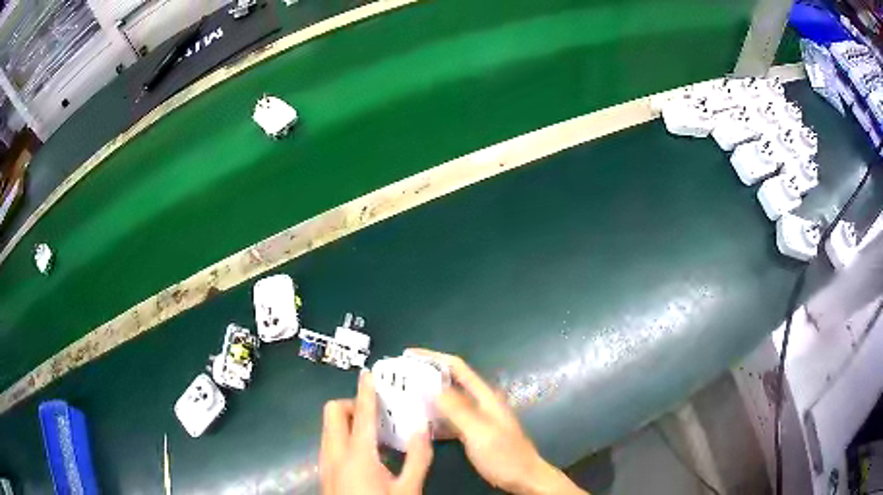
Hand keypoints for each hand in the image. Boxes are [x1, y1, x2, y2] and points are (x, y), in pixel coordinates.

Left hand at [320, 371, 433, 494]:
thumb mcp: (408, 489)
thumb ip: (418, 458)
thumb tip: (423, 429)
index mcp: (357, 455)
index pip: (361, 414)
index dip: (365, 391)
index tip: (368, 373)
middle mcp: (334, 453)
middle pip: (333, 413)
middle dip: (352, 406)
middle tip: (377, 416)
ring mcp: (326, 463)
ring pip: (328, 428)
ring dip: (348, 422)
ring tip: (376, 435)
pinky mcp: (325, 472)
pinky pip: (330, 442)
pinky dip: (344, 437)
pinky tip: (368, 455)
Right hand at [409, 349, 586, 494]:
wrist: (523, 477)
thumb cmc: (505, 455)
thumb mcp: (480, 432)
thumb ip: (458, 410)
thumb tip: (431, 387)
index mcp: (484, 396)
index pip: (457, 367)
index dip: (433, 357)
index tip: (408, 355)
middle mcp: (480, 402)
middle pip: (451, 382)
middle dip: (426, 376)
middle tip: (399, 378)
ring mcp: (477, 418)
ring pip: (449, 401)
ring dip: (428, 397)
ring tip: (403, 397)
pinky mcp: (474, 433)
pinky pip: (450, 419)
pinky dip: (435, 417)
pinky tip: (420, 422)